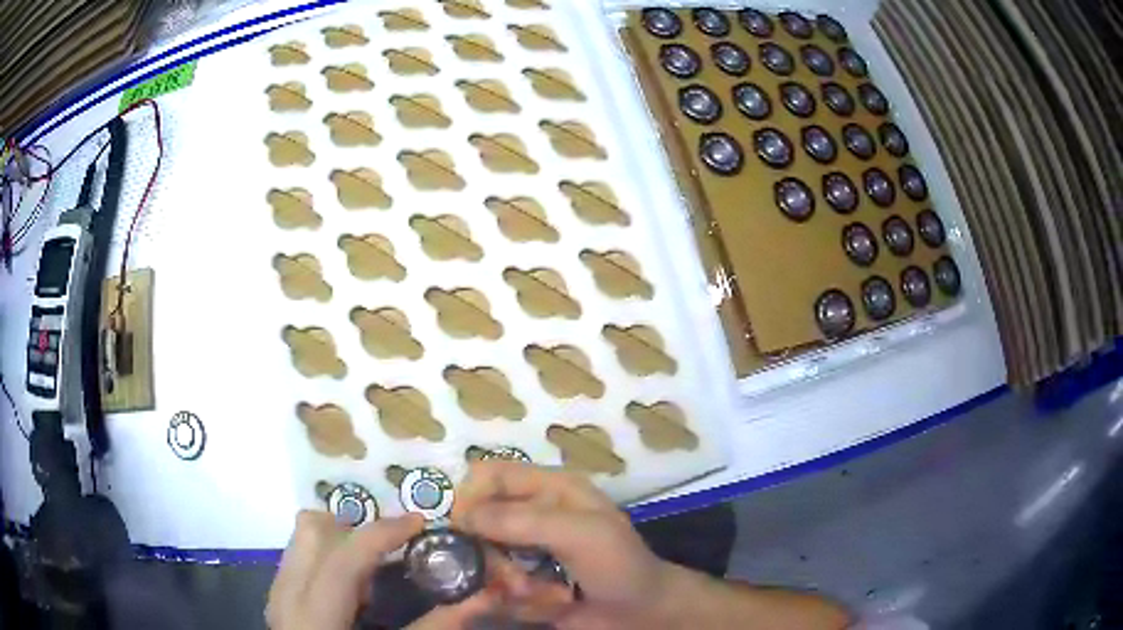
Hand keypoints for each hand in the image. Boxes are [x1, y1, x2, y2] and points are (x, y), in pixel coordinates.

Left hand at [266, 510, 492, 629]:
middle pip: (311, 529)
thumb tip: (482, 598)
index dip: (384, 533)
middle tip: (391, 546)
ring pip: (302, 537)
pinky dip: (326, 556)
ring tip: (370, 568)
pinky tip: (349, 588)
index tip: (420, 522)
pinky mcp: (277, 596)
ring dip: (339, 539)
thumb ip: (433, 627)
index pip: (345, 557)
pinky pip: (298, 555)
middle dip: (355, 528)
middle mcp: (287, 593)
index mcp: (314, 612)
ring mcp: (277, 592)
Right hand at [452, 461, 676, 628]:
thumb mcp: (580, 534)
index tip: (461, 528)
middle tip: (516, 579)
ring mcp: (527, 552)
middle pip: (479, 523)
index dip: (470, 496)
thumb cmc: (619, 564)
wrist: (641, 615)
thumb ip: (523, 521)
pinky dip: (516, 601)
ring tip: (541, 595)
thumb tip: (463, 515)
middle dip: (492, 555)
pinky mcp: (525, 582)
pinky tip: (548, 607)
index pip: (491, 474)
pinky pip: (497, 588)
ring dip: (508, 583)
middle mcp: (533, 516)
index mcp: (549, 488)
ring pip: (485, 560)